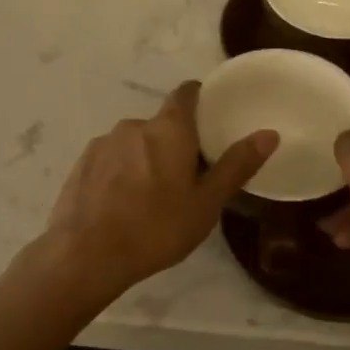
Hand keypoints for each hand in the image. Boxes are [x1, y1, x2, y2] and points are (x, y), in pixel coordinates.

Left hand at [43, 82, 275, 302]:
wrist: (85, 255)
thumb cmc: (156, 228)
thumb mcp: (206, 203)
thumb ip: (236, 165)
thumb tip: (269, 133)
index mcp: (168, 129)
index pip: (186, 94)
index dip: (199, 99)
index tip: (209, 119)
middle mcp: (134, 125)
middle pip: (161, 125)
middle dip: (174, 144)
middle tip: (186, 180)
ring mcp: (103, 143)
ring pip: (134, 143)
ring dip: (144, 160)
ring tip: (150, 198)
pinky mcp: (81, 164)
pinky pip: (110, 160)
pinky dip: (120, 174)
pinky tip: (121, 206)